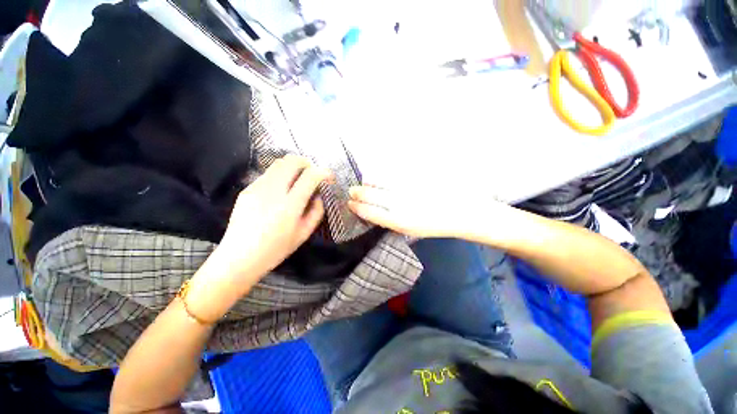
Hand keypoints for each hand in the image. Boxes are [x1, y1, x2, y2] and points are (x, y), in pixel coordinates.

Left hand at [214, 155, 331, 283]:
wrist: (239, 257)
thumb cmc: (276, 249)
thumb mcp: (304, 233)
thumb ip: (316, 211)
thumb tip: (319, 194)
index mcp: (289, 206)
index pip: (310, 176)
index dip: (323, 172)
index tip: (328, 177)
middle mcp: (272, 191)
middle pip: (292, 161)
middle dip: (308, 163)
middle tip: (313, 175)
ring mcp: (257, 187)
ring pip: (279, 163)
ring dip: (293, 167)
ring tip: (298, 180)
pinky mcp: (247, 189)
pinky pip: (268, 173)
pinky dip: (281, 175)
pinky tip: (282, 189)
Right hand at [348, 184, 511, 238]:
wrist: (464, 213)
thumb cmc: (437, 225)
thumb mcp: (412, 229)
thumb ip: (392, 219)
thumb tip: (374, 210)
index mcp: (400, 222)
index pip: (370, 212)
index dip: (357, 207)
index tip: (350, 203)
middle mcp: (401, 205)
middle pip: (371, 196)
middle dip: (358, 193)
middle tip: (352, 192)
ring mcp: (408, 189)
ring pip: (380, 182)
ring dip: (368, 182)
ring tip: (364, 182)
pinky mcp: (416, 177)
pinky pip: (394, 173)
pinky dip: (382, 174)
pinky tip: (378, 175)